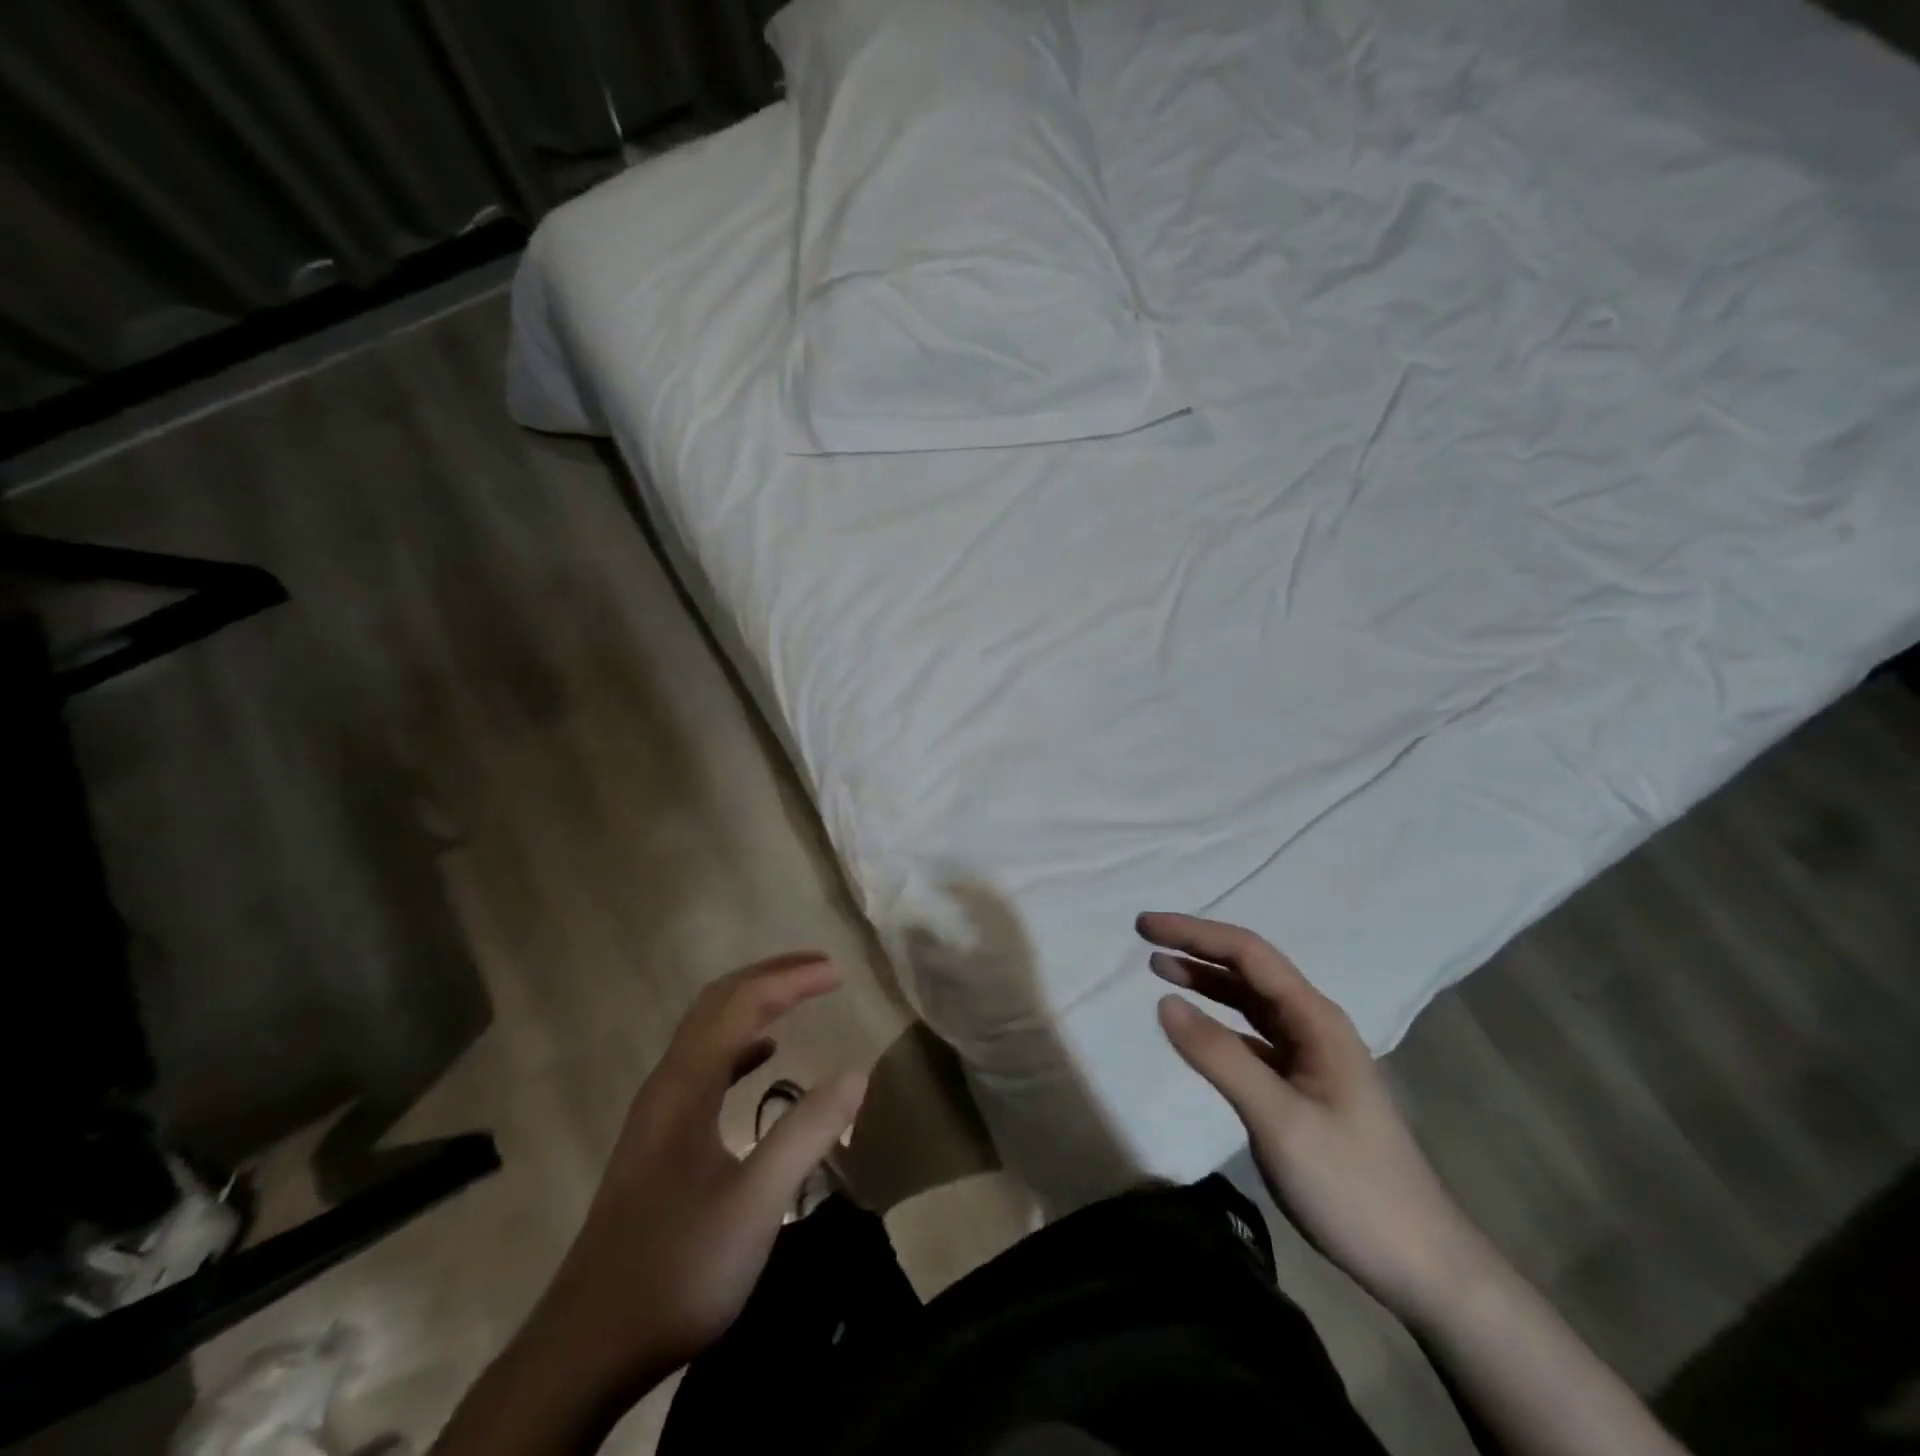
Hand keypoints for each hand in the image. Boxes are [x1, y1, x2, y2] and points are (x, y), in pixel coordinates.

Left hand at [522, 952, 867, 1398]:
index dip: (792, 979)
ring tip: (800, 996)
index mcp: (686, 1084)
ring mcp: (658, 1112)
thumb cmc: (676, 1268)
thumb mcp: (755, 1203)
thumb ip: (807, 1133)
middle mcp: (667, 1083)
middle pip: (718, 1002)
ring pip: (708, 1031)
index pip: (742, 1002)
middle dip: (771, 975)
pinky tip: (764, 1057)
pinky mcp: (659, 1140)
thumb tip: (856, 1074)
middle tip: (822, 969)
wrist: (587, 1347)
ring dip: (755, 1003)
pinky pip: (704, 1065)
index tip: (839, 973)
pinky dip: (740, 1043)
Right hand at [1141, 913, 1489, 1320]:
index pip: (1248, 955)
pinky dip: (1217, 1022)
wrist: (1420, 1264)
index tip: (1146, 926)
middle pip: (1248, 970)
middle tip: (1145, 938)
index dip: (1195, 934)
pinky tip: (1195, 1027)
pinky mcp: (1301, 1086)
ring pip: (1249, 1002)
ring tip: (1159, 968)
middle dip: (1197, 948)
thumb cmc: (1353, 1186)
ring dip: (1205, 981)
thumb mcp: (1280, 1120)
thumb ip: (1220, 1057)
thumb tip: (1163, 1001)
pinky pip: (1251, 1036)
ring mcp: (1309, 1057)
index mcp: (1316, 1020)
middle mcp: (1313, 1026)